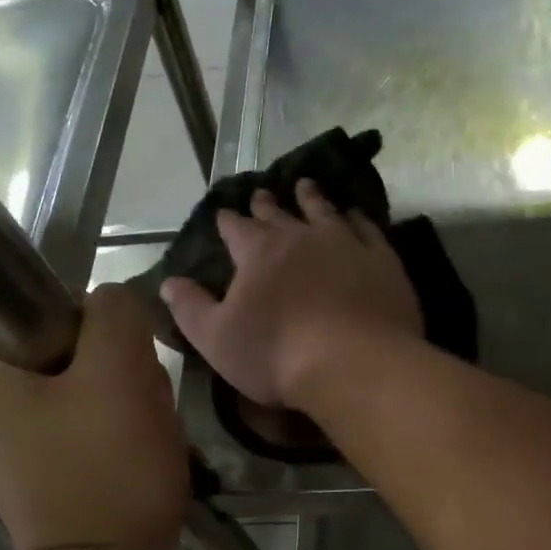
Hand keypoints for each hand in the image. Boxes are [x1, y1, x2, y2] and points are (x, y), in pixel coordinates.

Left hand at [0, 284, 187, 549]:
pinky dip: (114, 430)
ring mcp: (5, 440)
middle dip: (116, 371)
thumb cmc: (107, 467)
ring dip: (123, 400)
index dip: (99, 330)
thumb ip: (115, 312)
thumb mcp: (120, 372)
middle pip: (67, 350)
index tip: (126, 369)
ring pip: (82, 386)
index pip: (47, 309)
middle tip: (140, 408)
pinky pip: (81, 423)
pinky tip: (133, 452)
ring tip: (142, 435)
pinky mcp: (36, 467)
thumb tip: (112, 302)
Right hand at [161, 179, 422, 410]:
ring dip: (312, 198)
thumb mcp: (217, 340)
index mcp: (258, 252)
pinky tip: (356, 215)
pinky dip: (358, 219)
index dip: (228, 221)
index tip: (224, 214)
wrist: (354, 364)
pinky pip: (368, 229)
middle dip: (266, 205)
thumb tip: (169, 283)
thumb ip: (191, 308)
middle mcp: (300, 237)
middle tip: (262, 193)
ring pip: (324, 211)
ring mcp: (345, 243)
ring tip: (306, 185)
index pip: (236, 228)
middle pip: (279, 214)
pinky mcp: (381, 259)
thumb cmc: (277, 356)